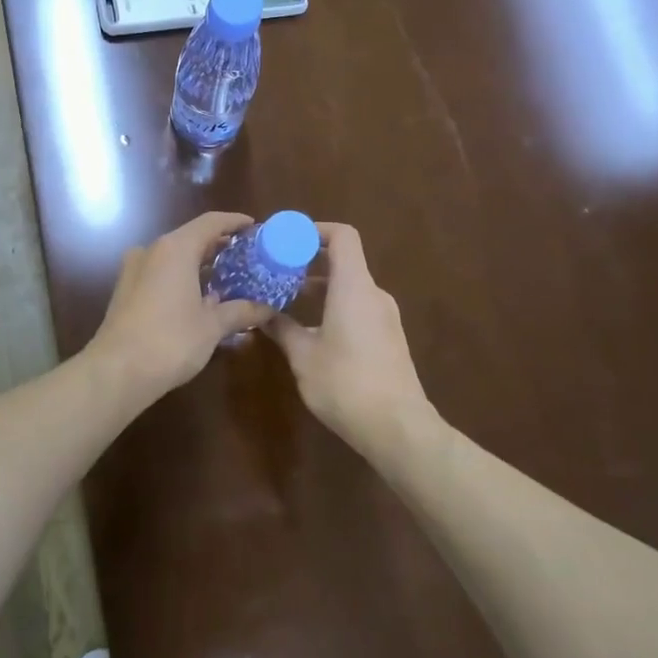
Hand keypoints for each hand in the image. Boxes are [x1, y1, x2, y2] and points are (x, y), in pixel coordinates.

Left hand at [87, 212, 277, 403]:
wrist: (116, 372)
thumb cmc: (170, 341)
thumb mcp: (212, 326)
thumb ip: (241, 311)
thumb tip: (267, 308)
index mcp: (175, 249)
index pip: (210, 223)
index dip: (235, 222)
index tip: (255, 228)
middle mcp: (152, 251)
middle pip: (191, 238)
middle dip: (220, 247)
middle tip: (248, 258)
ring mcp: (134, 271)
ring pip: (175, 258)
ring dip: (201, 266)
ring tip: (229, 280)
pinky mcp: (126, 292)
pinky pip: (161, 275)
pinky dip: (183, 279)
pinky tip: (200, 299)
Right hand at [265, 223, 435, 452]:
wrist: (397, 427)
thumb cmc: (345, 383)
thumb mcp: (303, 356)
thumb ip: (281, 328)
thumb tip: (260, 314)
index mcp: (354, 287)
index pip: (342, 236)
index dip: (315, 230)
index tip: (286, 241)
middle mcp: (374, 294)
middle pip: (344, 260)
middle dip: (309, 261)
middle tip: (276, 271)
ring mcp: (386, 317)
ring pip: (350, 286)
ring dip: (320, 286)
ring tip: (287, 300)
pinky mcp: (389, 338)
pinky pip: (359, 307)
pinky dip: (334, 305)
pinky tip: (312, 329)